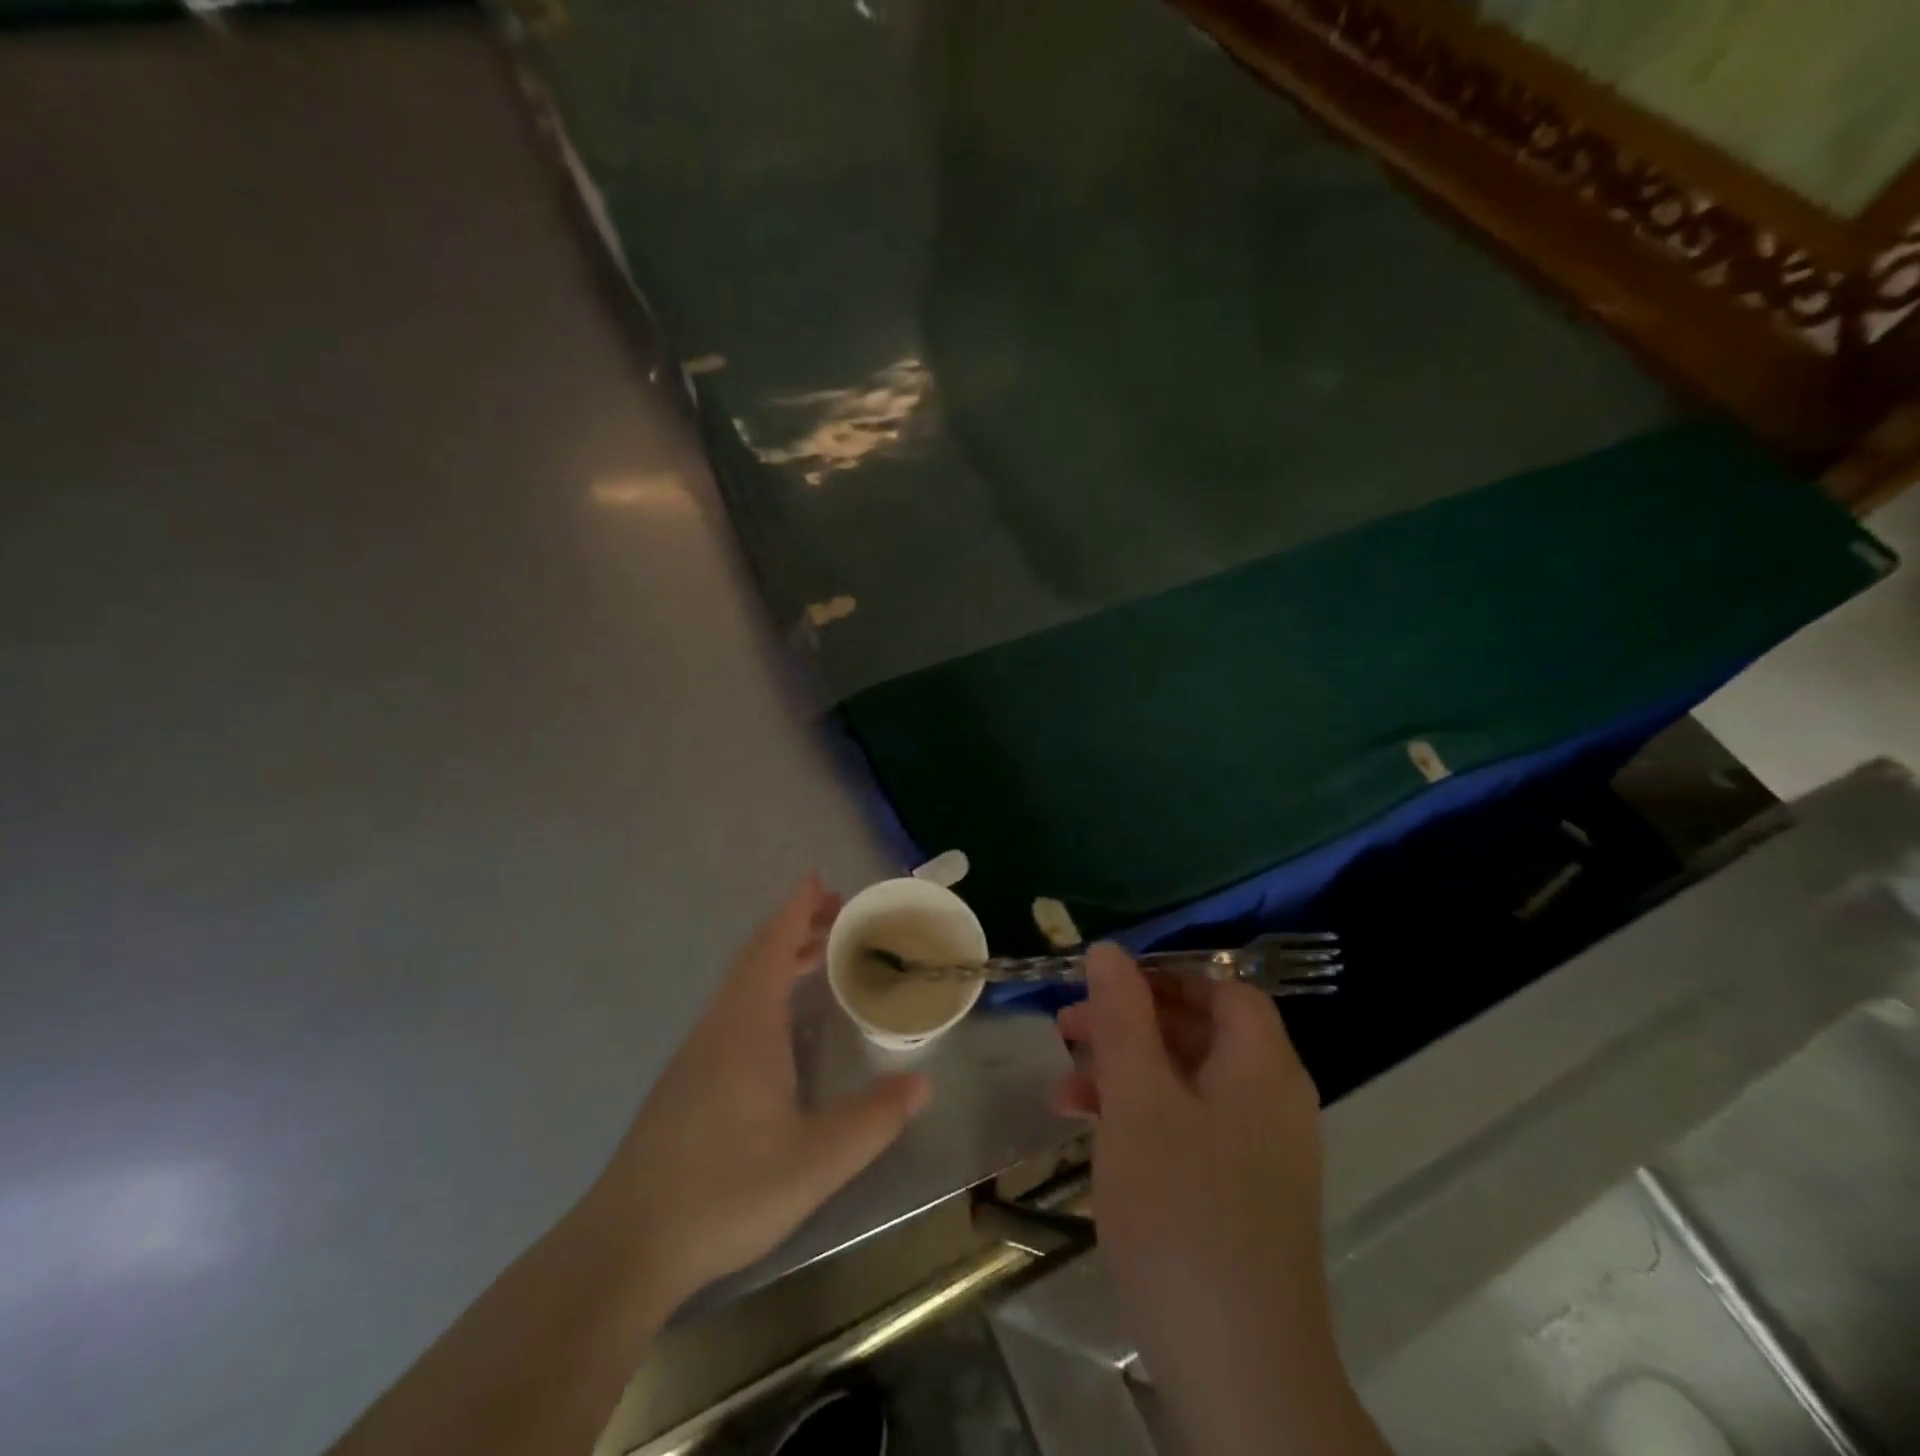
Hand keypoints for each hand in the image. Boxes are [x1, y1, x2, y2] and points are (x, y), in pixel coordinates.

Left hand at [593, 876, 929, 1308]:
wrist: (628, 1245)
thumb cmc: (725, 1191)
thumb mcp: (815, 1161)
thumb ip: (872, 1120)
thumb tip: (922, 1083)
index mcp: (747, 1026)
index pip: (771, 947)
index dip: (796, 909)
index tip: (819, 880)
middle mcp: (719, 1026)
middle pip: (755, 957)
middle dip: (794, 927)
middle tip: (837, 915)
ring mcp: (697, 1053)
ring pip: (740, 984)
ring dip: (778, 959)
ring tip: (818, 957)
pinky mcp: (686, 1081)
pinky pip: (732, 1010)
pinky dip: (762, 989)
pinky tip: (781, 1024)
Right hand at [1056, 945, 1389, 1455]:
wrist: (1239, 1373)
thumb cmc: (1183, 1212)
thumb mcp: (1138, 1100)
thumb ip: (1123, 1017)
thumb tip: (1109, 950)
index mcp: (1261, 1065)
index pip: (1221, 987)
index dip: (1163, 975)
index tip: (1102, 984)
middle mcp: (1270, 1099)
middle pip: (1199, 1030)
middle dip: (1129, 1022)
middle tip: (1067, 1027)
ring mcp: (1258, 1151)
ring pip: (1186, 1080)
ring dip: (1125, 1071)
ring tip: (1064, 1086)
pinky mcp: (1238, 1193)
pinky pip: (1187, 1127)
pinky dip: (1141, 1117)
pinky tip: (1091, 1133)